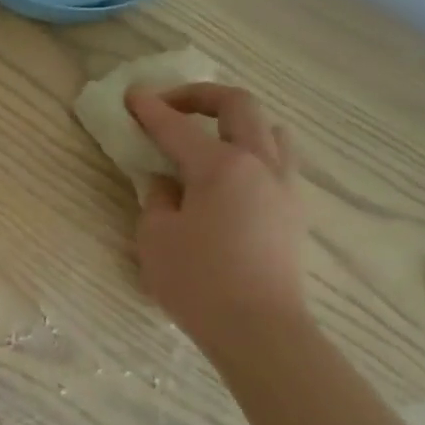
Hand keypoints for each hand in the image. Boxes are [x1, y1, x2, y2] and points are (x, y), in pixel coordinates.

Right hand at [126, 84, 306, 344]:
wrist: (259, 330)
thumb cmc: (198, 282)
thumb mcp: (155, 237)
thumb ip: (157, 199)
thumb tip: (168, 183)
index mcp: (220, 166)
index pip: (177, 126)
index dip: (150, 108)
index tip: (131, 95)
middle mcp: (259, 164)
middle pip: (238, 106)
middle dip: (200, 95)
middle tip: (170, 105)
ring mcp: (284, 186)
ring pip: (269, 129)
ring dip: (235, 121)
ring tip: (209, 137)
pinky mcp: (294, 210)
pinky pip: (278, 160)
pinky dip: (252, 150)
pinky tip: (231, 175)